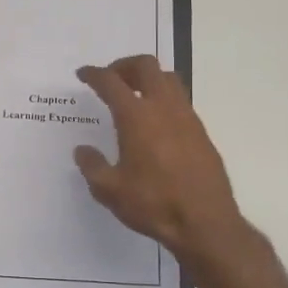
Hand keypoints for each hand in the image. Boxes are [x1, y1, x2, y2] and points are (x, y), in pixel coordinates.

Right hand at [73, 56, 250, 269]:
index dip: (94, 74)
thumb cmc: (153, 204)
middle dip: (124, 66)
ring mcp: (187, 117)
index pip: (111, 82)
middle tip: (111, 79)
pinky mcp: (201, 132)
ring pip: (168, 79)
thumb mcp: (110, 190)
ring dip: (148, 78)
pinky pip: (181, 101)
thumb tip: (83, 151)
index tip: (83, 74)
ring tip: (134, 95)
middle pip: (146, 66)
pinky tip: (156, 122)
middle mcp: (163, 108)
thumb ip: (92, 166)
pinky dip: (164, 98)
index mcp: (136, 116)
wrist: (205, 222)